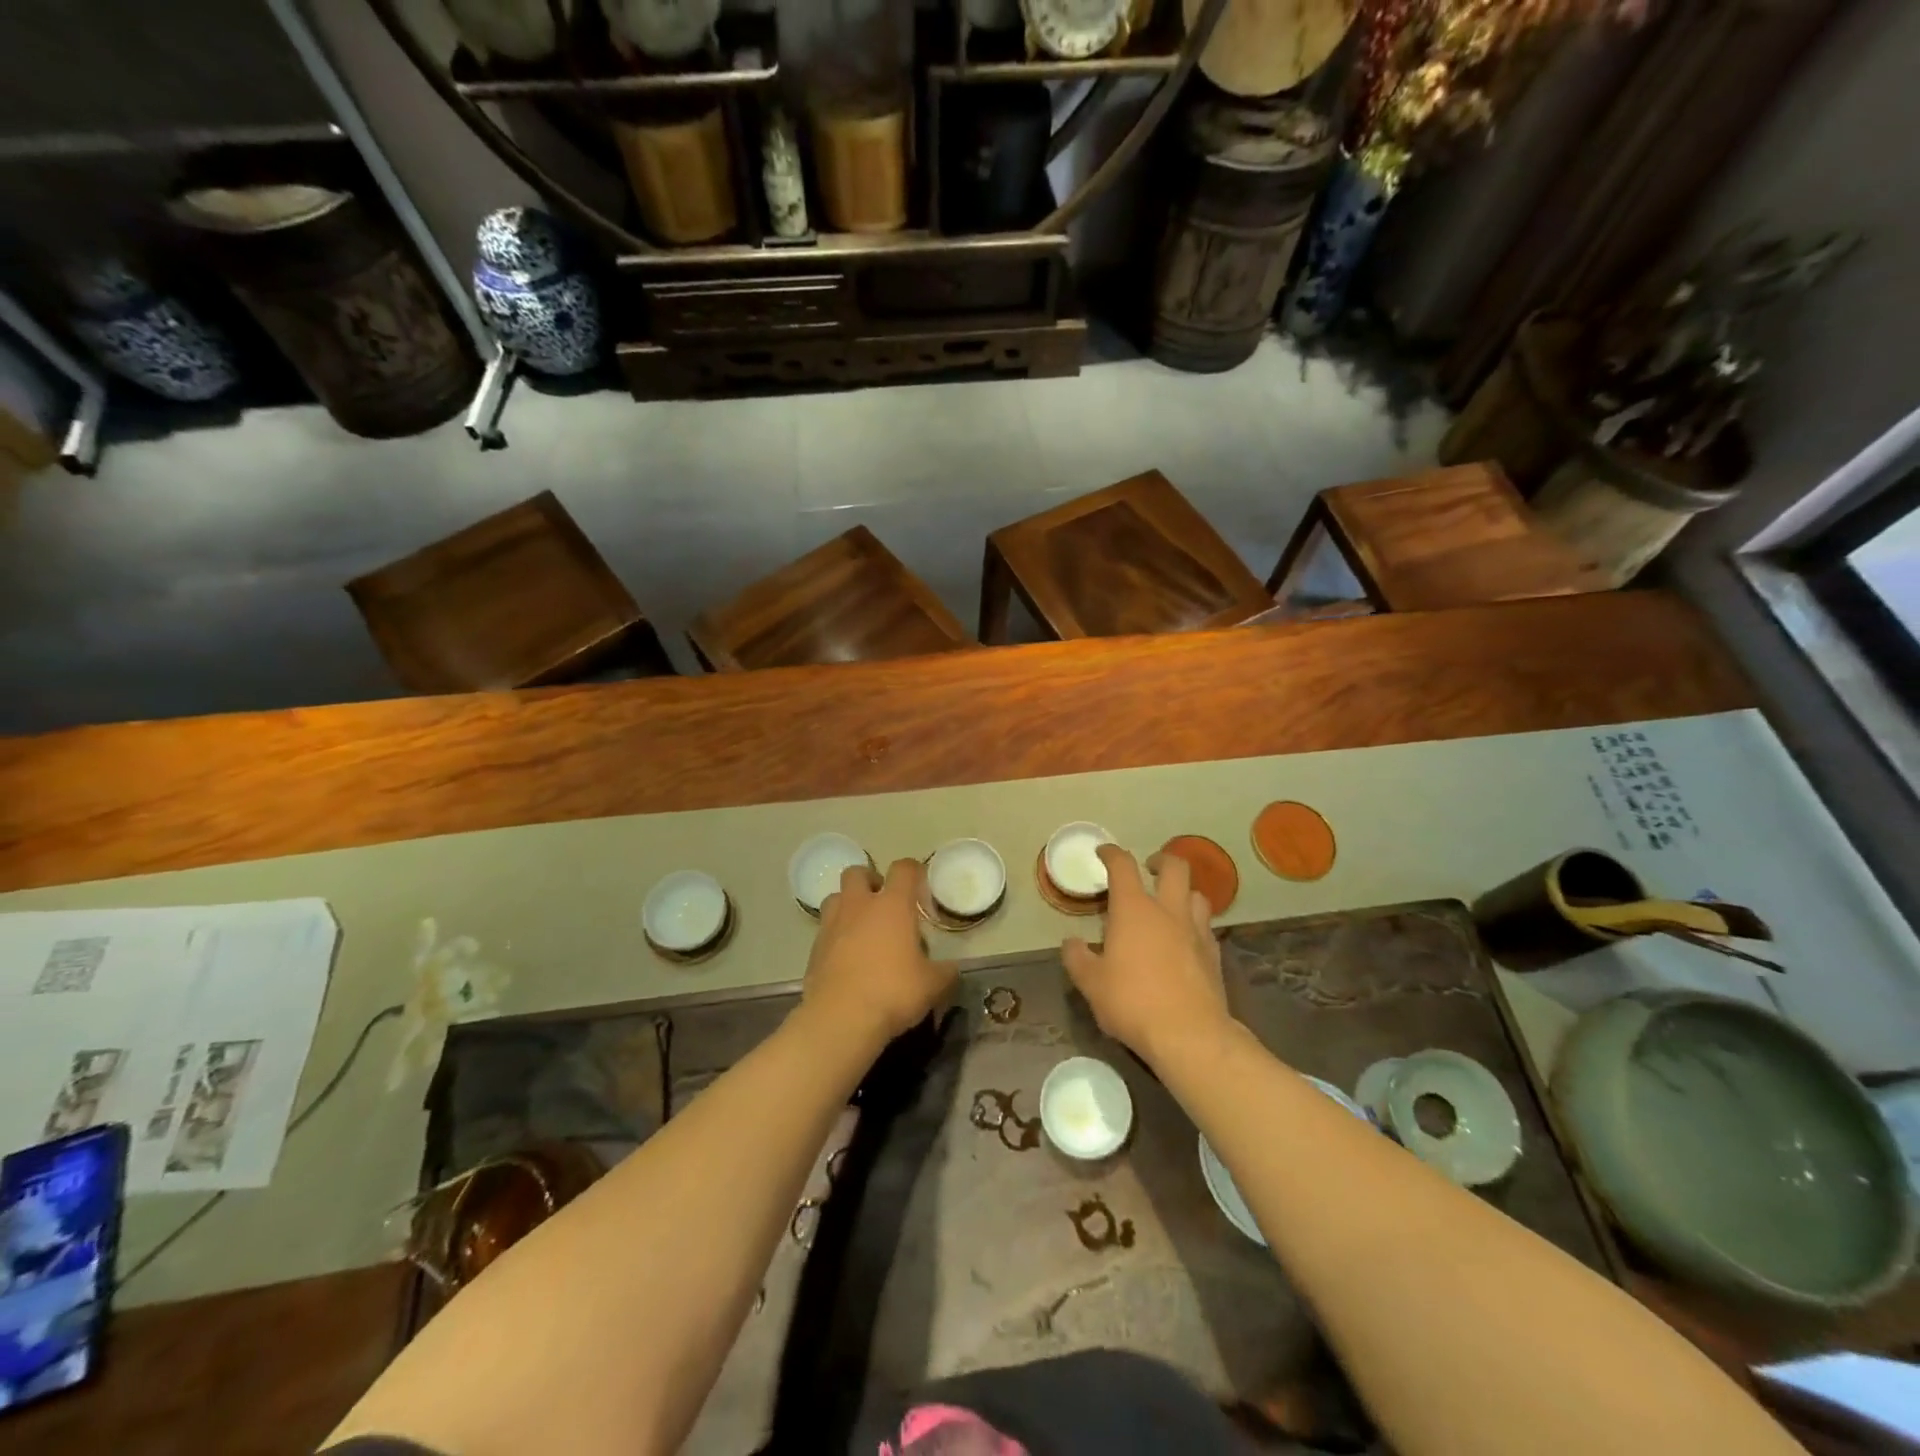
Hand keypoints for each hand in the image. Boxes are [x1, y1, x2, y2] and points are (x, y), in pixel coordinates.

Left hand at [804, 858, 956, 1046]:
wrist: (841, 1019)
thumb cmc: (893, 991)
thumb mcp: (932, 985)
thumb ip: (945, 972)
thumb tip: (951, 970)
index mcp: (892, 905)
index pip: (903, 869)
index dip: (913, 871)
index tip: (920, 883)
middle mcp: (859, 906)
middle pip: (857, 872)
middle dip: (870, 880)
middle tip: (883, 901)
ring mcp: (832, 925)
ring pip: (835, 897)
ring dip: (848, 904)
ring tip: (862, 927)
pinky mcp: (814, 949)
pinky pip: (825, 930)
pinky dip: (836, 936)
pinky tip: (847, 958)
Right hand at [1063, 844, 1230, 1070]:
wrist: (1190, 1035)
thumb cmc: (1133, 1002)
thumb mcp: (1091, 984)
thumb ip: (1078, 958)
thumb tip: (1071, 943)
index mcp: (1134, 910)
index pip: (1123, 866)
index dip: (1112, 853)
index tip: (1104, 853)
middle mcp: (1168, 911)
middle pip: (1175, 867)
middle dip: (1161, 860)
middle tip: (1149, 868)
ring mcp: (1196, 931)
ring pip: (1197, 894)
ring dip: (1183, 892)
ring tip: (1170, 904)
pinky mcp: (1214, 955)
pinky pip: (1206, 927)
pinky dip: (1194, 925)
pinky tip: (1185, 941)